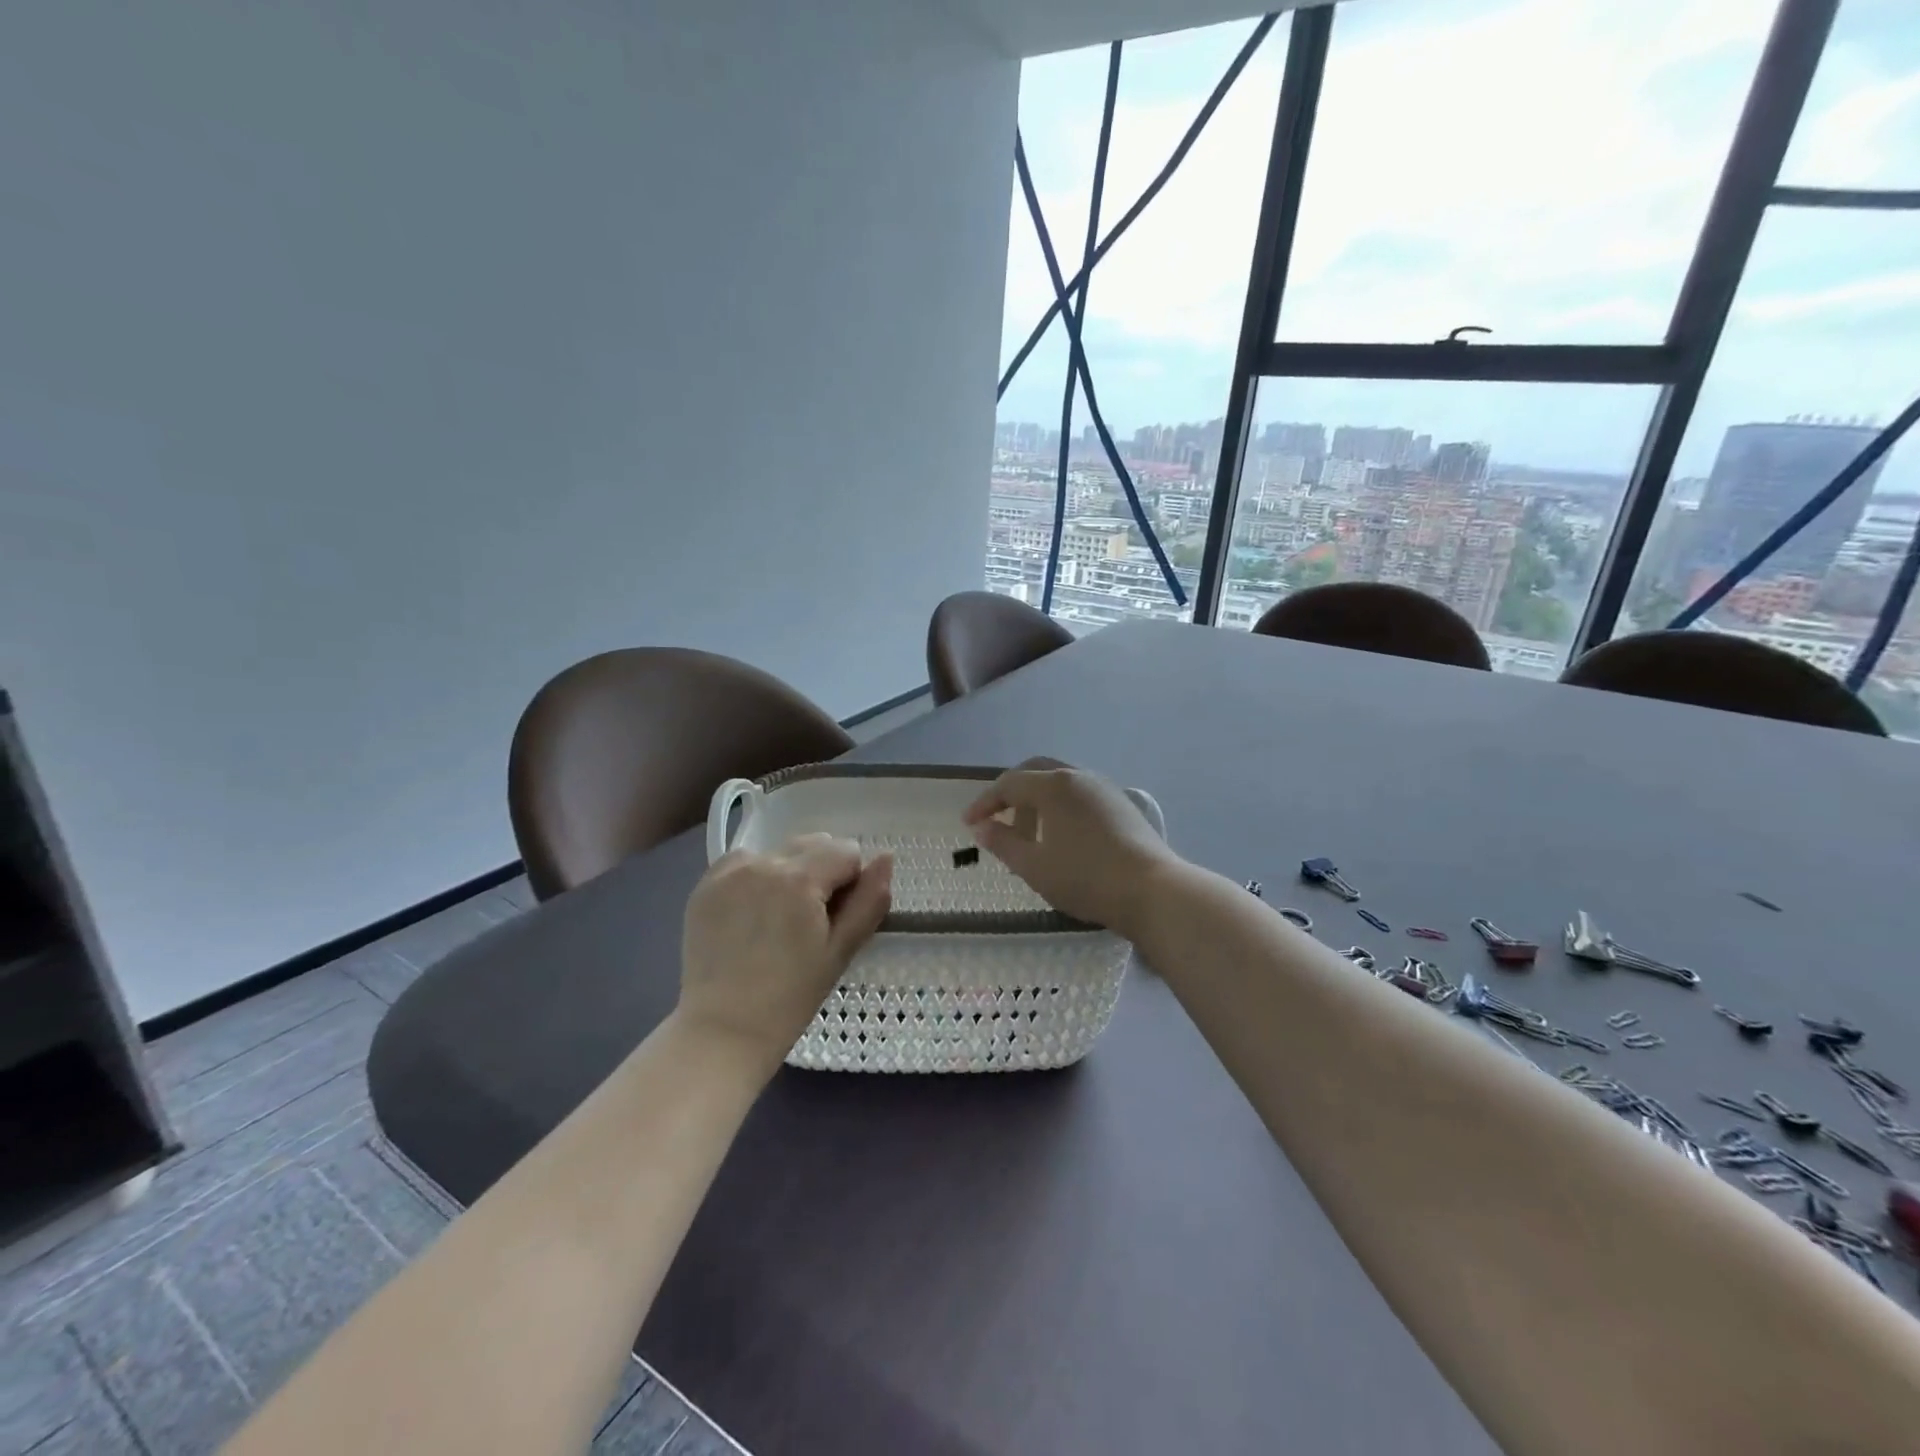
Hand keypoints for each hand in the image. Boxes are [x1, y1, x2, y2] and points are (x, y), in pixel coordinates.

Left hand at [678, 835, 892, 1073]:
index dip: (851, 883)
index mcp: (800, 878)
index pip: (846, 851)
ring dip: (790, 872)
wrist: (723, 1030)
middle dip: (822, 872)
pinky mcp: (706, 885)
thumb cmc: (790, 997)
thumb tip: (886, 858)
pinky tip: (751, 914)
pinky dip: (756, 877)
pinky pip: (744, 862)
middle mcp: (763, 863)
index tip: (836, 919)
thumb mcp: (840, 951)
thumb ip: (869, 900)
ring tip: (778, 919)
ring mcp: (729, 872)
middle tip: (810, 921)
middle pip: (813, 844)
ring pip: (780, 851)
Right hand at [962, 759, 1177, 935]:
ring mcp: (1104, 788)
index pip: (1009, 784)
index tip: (969, 823)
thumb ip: (1003, 843)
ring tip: (1028, 835)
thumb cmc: (1085, 878)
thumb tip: (982, 827)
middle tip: (996, 819)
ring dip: (1037, 801)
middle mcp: (1078, 776)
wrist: (1152, 890)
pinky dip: (1060, 807)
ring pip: (1060, 783)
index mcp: (1053, 785)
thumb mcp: (1034, 866)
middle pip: (1035, 772)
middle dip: (1011, 793)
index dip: (985, 802)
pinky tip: (1061, 837)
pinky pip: (1080, 795)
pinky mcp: (1122, 804)